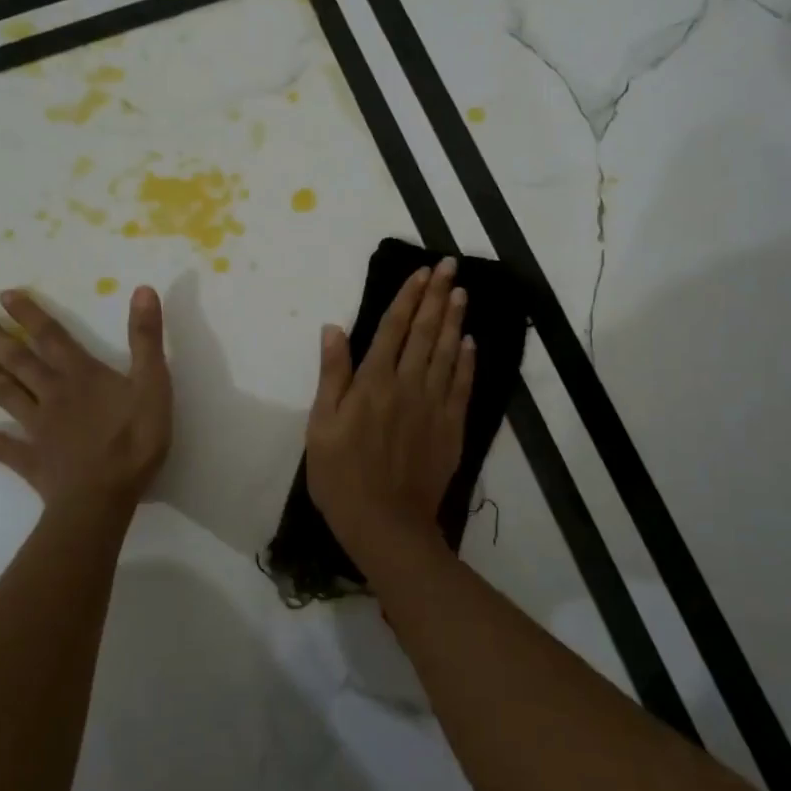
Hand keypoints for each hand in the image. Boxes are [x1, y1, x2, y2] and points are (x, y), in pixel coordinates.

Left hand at [0, 286, 172, 513]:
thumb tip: (142, 290)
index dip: (30, 315)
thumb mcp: (153, 384)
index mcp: (81, 375)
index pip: (51, 337)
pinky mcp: (29, 459)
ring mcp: (36, 427)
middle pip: (19, 360)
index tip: (4, 295)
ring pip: (4, 392)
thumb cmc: (134, 440)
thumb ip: (146, 339)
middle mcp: (52, 394)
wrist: (104, 497)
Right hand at [306, 257, 475, 565]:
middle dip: (436, 296)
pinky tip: (470, 342)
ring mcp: (434, 406)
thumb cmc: (341, 476)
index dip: (407, 298)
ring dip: (454, 320)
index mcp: (373, 382)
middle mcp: (407, 385)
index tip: (421, 272)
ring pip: (446, 353)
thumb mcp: (321, 426)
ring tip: (461, 292)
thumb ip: (332, 375)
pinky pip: (462, 386)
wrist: (386, 524)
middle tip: (449, 266)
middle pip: (424, 332)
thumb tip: (333, 328)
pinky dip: (467, 361)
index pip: (393, 329)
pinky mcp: (451, 427)